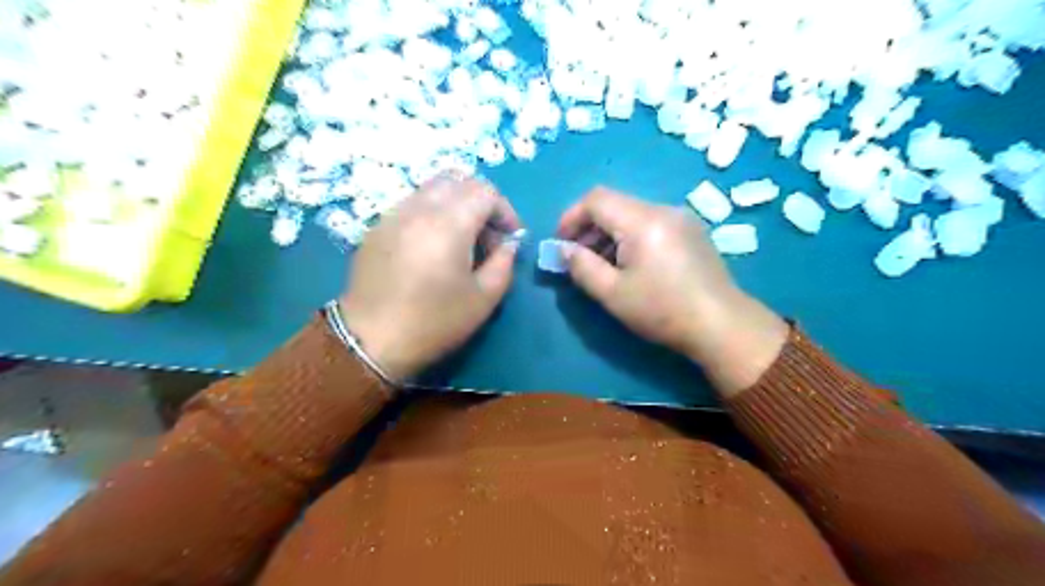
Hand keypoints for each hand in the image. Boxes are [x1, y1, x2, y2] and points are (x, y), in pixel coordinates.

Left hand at [342, 173, 521, 380]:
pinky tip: (432, 247)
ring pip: (432, 189)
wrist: (370, 341)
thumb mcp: (484, 299)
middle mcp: (419, 208)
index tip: (510, 238)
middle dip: (481, 201)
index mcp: (449, 223)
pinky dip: (431, 213)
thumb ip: (504, 263)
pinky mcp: (377, 227)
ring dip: (455, 205)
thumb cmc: (434, 323)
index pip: (485, 192)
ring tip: (460, 241)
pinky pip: (411, 204)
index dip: (505, 210)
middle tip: (487, 235)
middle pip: (458, 180)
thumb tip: (508, 244)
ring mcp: (393, 215)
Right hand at [559, 188, 787, 398]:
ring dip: (609, 232)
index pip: (596, 199)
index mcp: (642, 221)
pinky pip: (651, 222)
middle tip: (578, 258)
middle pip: (615, 204)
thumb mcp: (613, 294)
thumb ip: (582, 267)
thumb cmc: (662, 311)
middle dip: (589, 227)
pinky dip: (631, 236)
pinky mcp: (692, 230)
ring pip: (632, 213)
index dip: (571, 217)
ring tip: (602, 264)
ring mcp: (681, 218)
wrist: (722, 325)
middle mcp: (663, 209)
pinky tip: (631, 264)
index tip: (562, 244)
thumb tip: (564, 250)